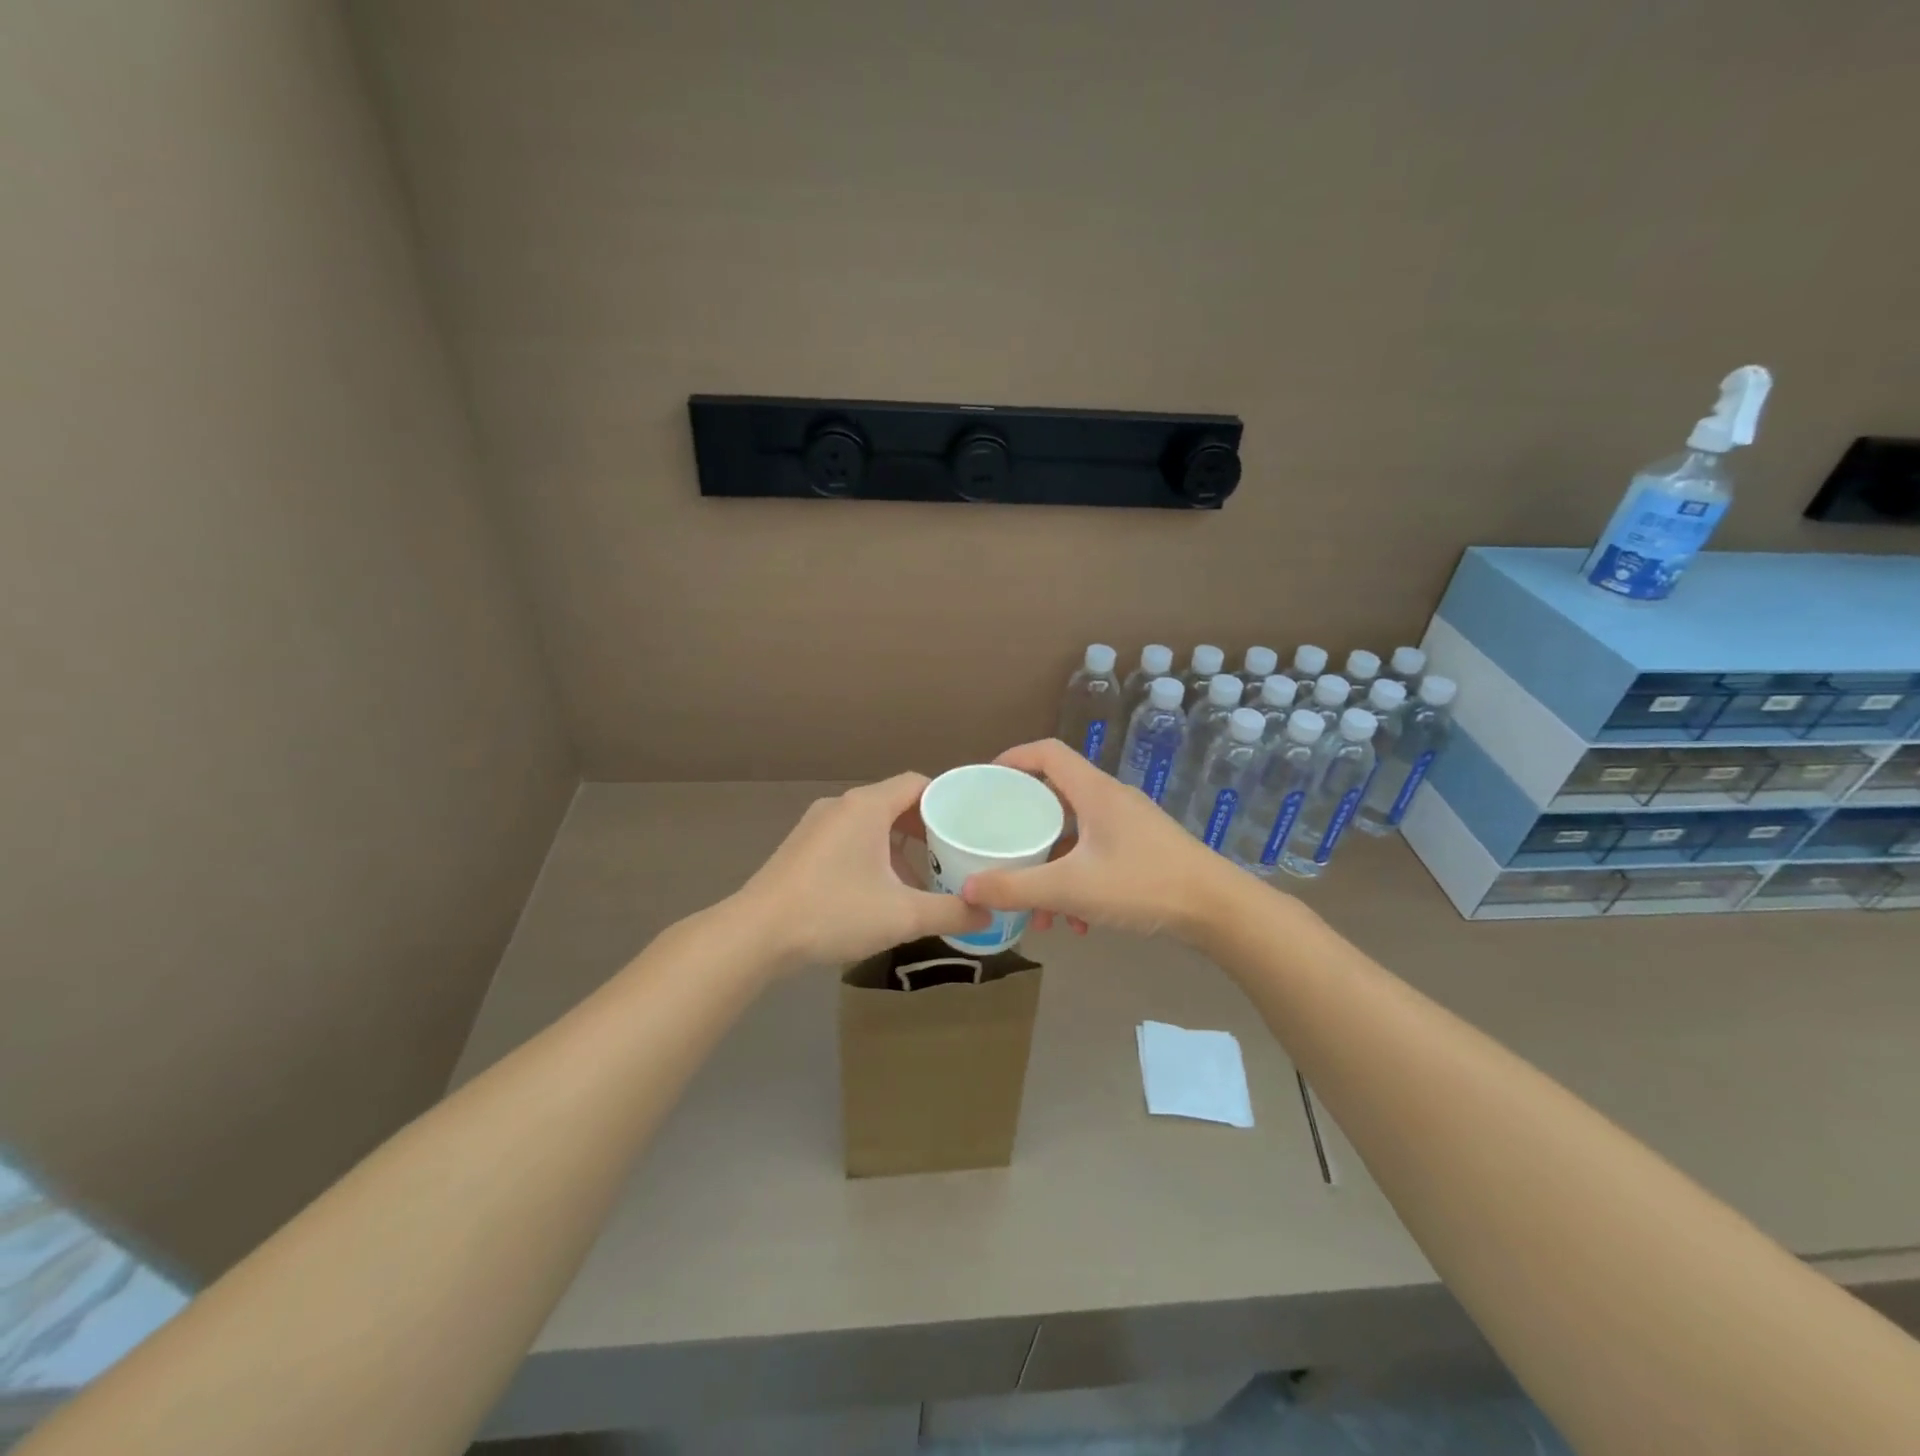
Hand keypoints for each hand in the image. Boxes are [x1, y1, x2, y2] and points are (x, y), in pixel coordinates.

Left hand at [735, 773, 991, 966]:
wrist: (756, 934)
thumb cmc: (833, 912)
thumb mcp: (901, 916)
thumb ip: (950, 912)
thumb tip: (988, 914)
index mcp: (867, 807)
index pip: (918, 783)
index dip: (947, 800)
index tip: (969, 826)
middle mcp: (842, 805)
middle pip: (895, 803)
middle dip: (926, 828)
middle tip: (953, 855)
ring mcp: (816, 825)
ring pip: (871, 824)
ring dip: (899, 845)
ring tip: (920, 879)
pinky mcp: (802, 847)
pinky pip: (849, 838)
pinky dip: (872, 854)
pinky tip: (879, 891)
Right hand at [961, 739, 1242, 940]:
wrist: (1218, 909)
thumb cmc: (1143, 884)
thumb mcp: (1072, 888)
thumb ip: (1017, 888)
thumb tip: (967, 888)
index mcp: (1093, 792)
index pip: (1047, 753)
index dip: (1013, 758)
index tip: (986, 781)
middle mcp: (1111, 800)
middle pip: (1056, 795)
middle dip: (1025, 823)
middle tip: (1000, 843)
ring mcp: (1129, 825)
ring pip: (1076, 833)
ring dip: (1051, 863)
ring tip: (1036, 905)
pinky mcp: (1143, 850)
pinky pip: (1096, 854)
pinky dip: (1077, 879)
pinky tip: (1076, 922)